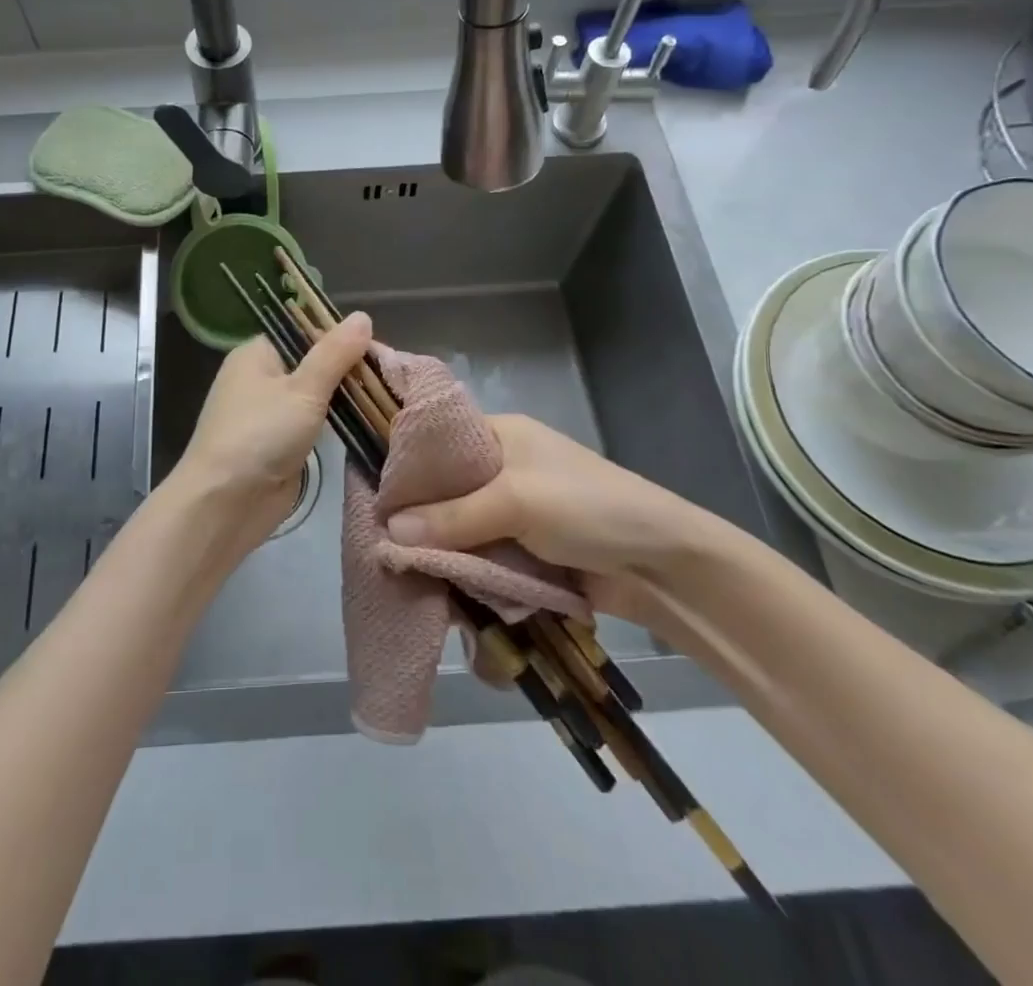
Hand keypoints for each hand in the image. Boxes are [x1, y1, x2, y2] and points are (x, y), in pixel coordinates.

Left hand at [171, 313, 372, 554]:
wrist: (224, 504)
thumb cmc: (260, 435)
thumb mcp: (303, 389)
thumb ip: (335, 354)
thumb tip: (363, 316)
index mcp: (256, 353)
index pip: (303, 331)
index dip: (339, 337)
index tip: (378, 349)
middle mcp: (259, 378)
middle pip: (311, 363)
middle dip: (347, 370)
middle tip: (389, 376)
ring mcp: (268, 413)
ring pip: (314, 395)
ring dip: (344, 398)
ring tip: (386, 396)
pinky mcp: (278, 444)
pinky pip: (312, 424)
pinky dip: (335, 423)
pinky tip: (366, 422)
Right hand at [382, 413, 720, 624]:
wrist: (663, 566)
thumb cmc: (589, 508)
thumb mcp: (516, 500)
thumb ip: (453, 516)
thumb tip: (389, 531)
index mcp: (497, 436)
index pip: (435, 442)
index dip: (403, 465)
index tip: (369, 495)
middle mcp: (498, 471)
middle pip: (442, 493)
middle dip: (416, 520)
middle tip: (377, 545)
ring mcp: (510, 515)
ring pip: (457, 532)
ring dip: (439, 555)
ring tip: (400, 578)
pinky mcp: (521, 554)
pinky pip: (479, 562)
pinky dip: (463, 578)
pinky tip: (437, 595)